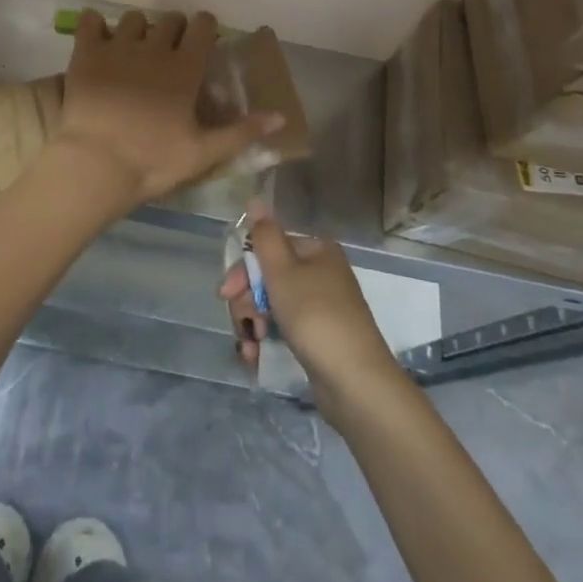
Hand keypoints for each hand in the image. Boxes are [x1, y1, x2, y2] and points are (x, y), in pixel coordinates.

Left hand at [54, 9, 284, 210]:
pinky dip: (95, 24)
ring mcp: (117, 47)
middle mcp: (154, 48)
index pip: (202, 26)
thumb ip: (242, 132)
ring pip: (133, 18)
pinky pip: (90, 21)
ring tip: (133, 47)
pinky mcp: (86, 53)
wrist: (95, 164)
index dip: (204, 26)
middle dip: (174, 28)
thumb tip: (280, 116)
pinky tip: (97, 38)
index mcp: (184, 68)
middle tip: (170, 49)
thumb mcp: (203, 153)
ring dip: (138, 29)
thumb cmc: (152, 161)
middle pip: (170, 19)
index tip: (203, 38)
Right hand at [220, 202, 403, 400]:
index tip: (225, 295)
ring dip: (253, 322)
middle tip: (242, 324)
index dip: (242, 270)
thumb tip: (255, 199)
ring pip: (272, 303)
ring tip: (250, 346)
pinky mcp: (319, 335)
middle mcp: (320, 272)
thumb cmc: (315, 317)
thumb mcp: (283, 272)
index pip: (267, 247)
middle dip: (247, 300)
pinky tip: (255, 355)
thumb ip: (265, 236)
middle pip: (268, 276)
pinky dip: (267, 337)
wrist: (356, 382)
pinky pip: (284, 326)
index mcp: (316, 250)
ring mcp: (321, 305)